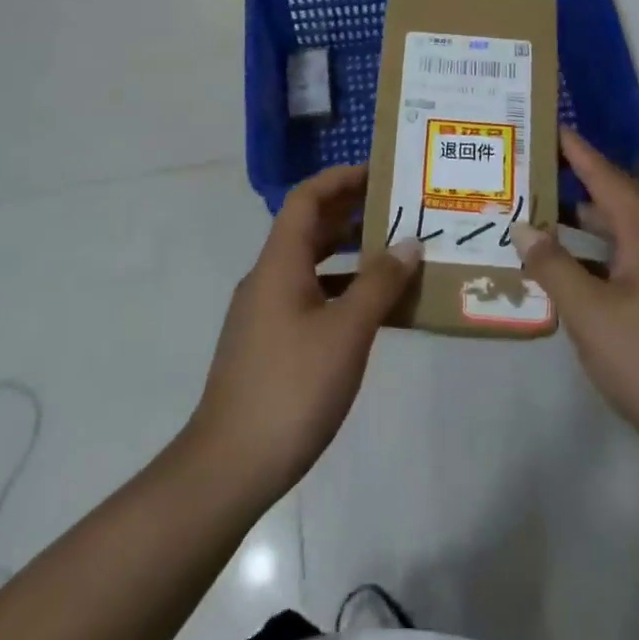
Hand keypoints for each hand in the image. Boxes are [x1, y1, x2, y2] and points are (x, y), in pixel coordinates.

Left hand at [188, 164, 421, 500]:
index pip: (307, 199)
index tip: (380, 173)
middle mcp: (268, 277)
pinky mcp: (269, 342)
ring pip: (311, 263)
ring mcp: (265, 311)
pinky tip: (372, 309)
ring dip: (349, 252)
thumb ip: (380, 284)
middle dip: (352, 211)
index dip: (341, 179)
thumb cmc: (292, 387)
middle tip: (398, 208)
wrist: (229, 466)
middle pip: (309, 227)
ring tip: (395, 252)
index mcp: (280, 263)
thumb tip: (409, 243)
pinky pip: (310, 296)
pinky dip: (341, 289)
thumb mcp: (346, 332)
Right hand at [511, 131, 638, 493]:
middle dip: (577, 182)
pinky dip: (596, 256)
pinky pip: (627, 261)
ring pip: (622, 234)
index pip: (608, 177)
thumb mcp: (590, 314)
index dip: (578, 151)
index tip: (549, 126)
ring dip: (585, 223)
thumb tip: (523, 228)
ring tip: (541, 215)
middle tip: (534, 169)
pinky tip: (569, 271)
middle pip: (617, 200)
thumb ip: (553, 267)